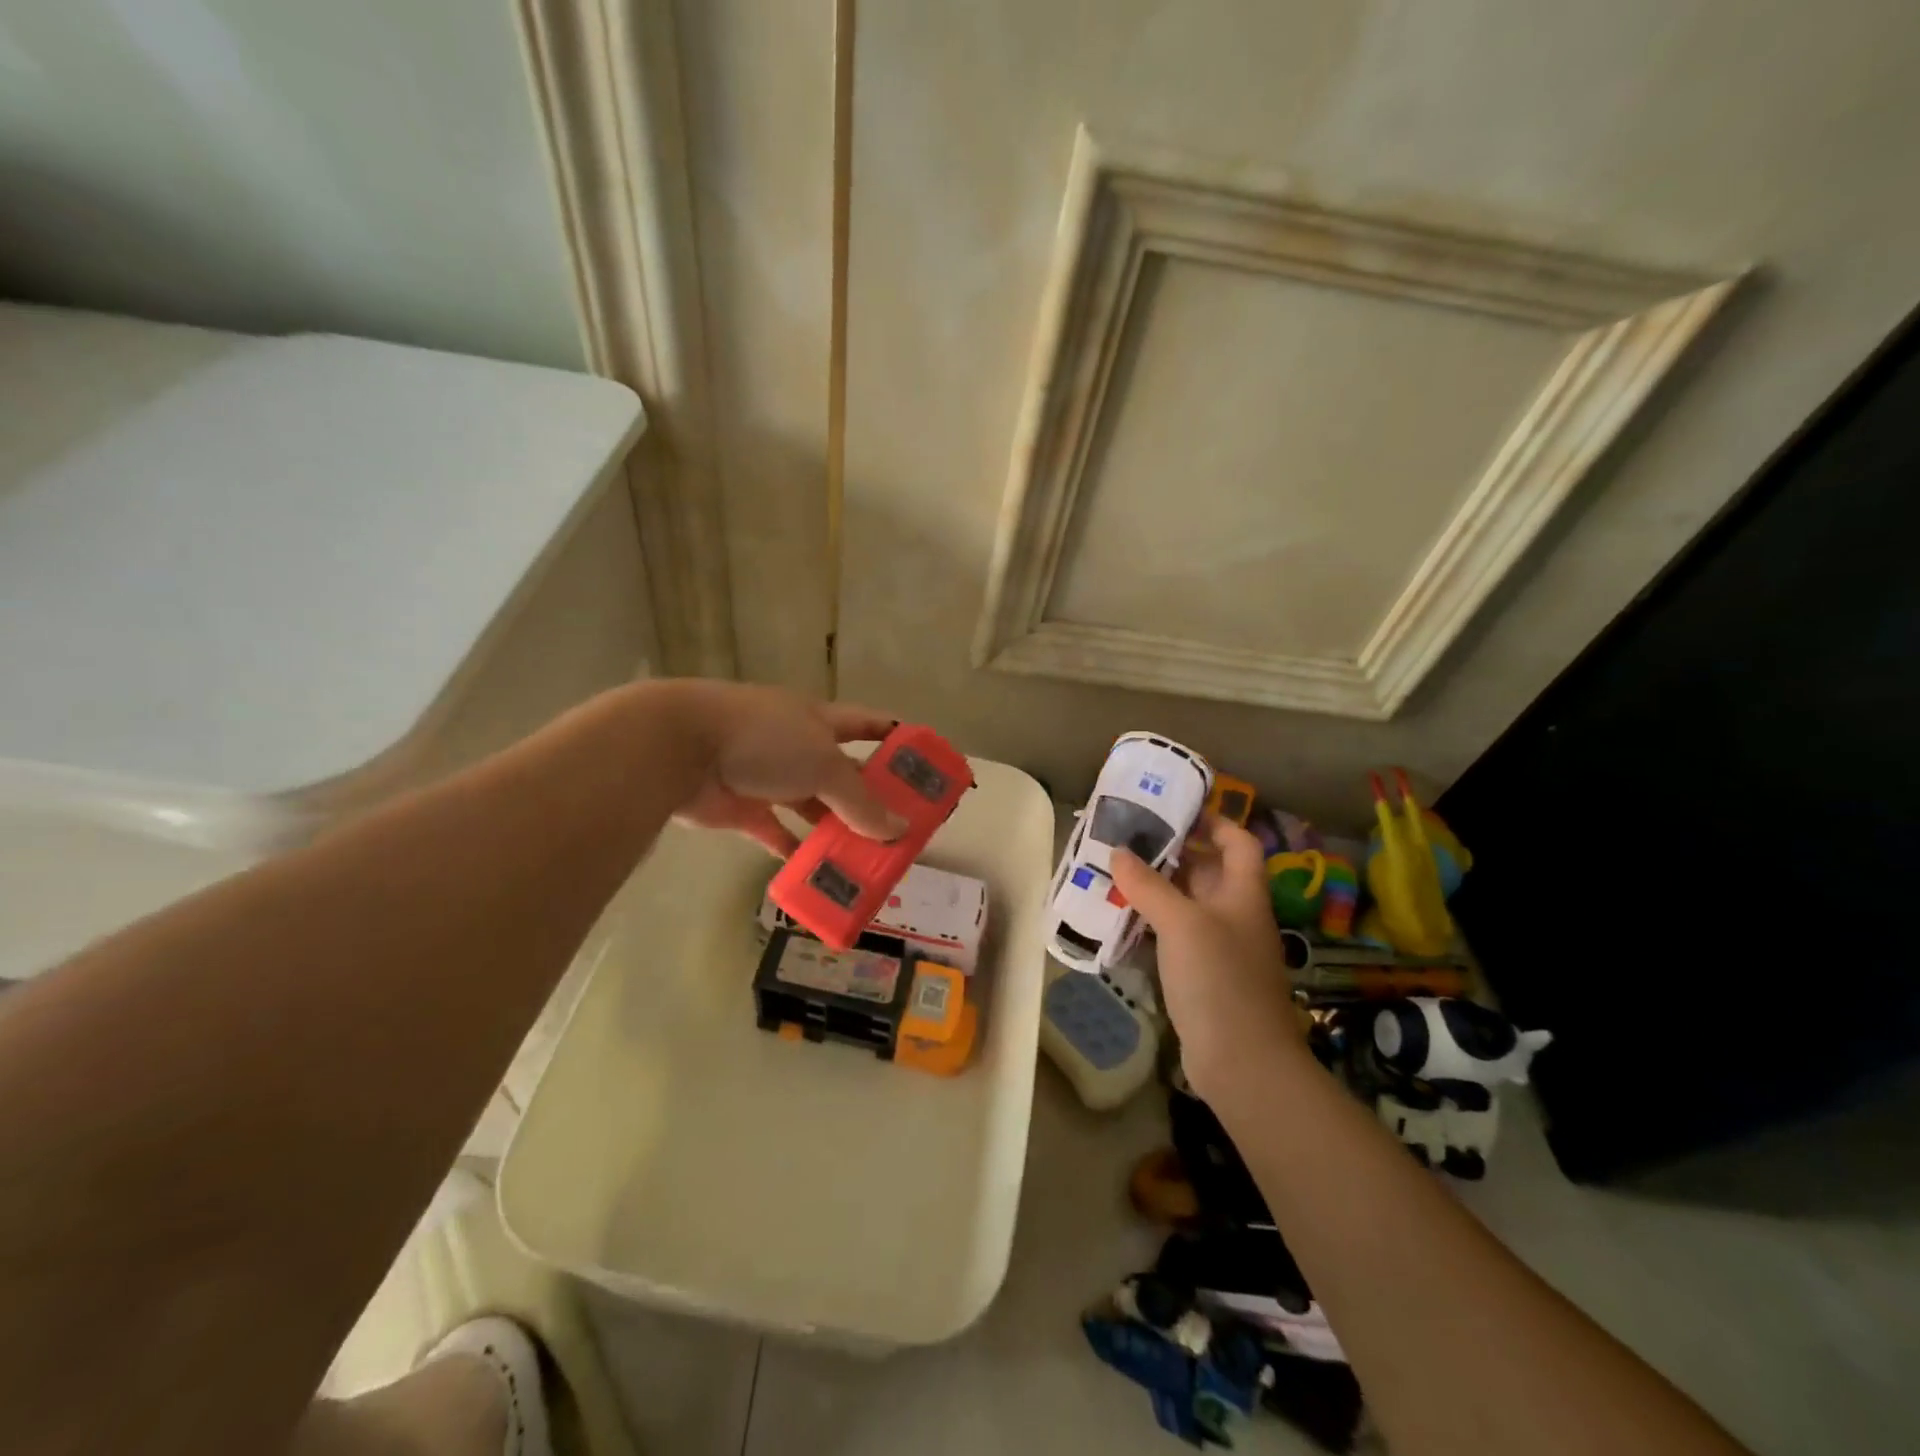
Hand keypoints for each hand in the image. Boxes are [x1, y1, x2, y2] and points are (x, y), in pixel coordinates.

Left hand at [668, 683, 906, 855]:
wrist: (680, 748)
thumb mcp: (823, 764)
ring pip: (812, 807)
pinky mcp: (743, 808)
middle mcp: (797, 746)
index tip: (923, 765)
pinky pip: (777, 833)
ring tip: (867, 857)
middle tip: (901, 829)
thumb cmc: (764, 740)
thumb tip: (899, 830)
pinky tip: (819, 872)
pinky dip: (795, 851)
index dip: (896, 739)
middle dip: (871, 798)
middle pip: (843, 773)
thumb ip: (861, 801)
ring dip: (836, 830)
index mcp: (819, 721)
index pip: (867, 724)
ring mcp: (768, 777)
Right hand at [1110, 814, 1301, 1097]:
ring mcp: (1219, 947)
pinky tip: (1118, 920)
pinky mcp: (1201, 975)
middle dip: (1169, 853)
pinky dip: (1150, 924)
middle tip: (1124, 840)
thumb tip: (1118, 851)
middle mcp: (1235, 914)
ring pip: (1185, 904)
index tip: (1172, 810)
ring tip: (1111, 873)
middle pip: (1206, 870)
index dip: (1213, 821)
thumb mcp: (1182, 924)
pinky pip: (1174, 936)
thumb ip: (1148, 885)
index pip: (1238, 842)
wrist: (1243, 1063)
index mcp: (1243, 893)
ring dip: (1153, 889)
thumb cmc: (1220, 980)